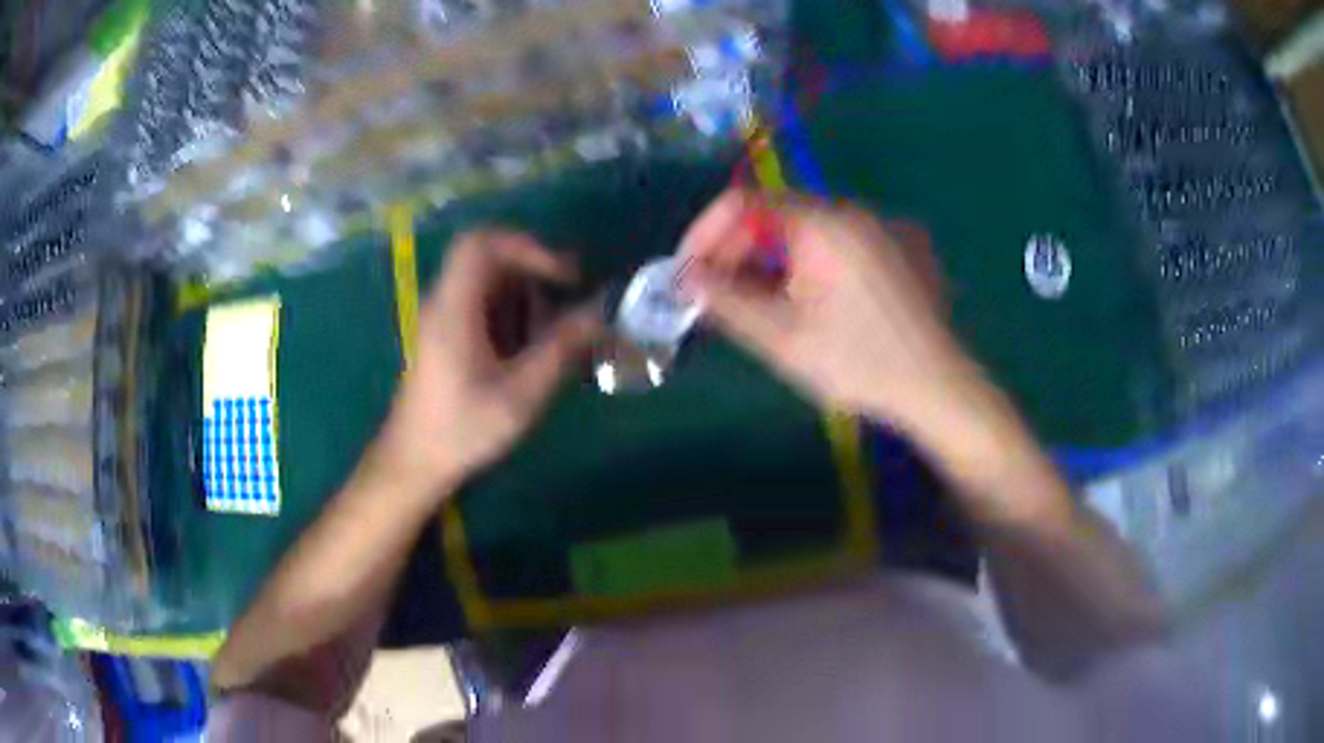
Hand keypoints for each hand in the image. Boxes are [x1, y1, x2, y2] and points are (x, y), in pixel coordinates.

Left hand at [374, 231, 600, 500]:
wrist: (414, 463)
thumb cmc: (463, 430)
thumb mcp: (520, 395)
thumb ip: (561, 349)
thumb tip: (601, 312)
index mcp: (454, 308)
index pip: (482, 244)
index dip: (527, 246)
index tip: (565, 276)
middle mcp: (445, 302)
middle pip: (488, 257)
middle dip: (534, 270)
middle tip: (571, 294)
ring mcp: (444, 318)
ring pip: (489, 280)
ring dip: (526, 293)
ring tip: (554, 329)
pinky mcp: (448, 335)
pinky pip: (484, 304)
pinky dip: (514, 312)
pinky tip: (531, 347)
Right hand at [681, 189, 984, 436]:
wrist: (939, 388)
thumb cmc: (858, 363)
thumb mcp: (782, 337)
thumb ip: (726, 300)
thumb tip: (685, 278)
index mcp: (824, 224)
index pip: (745, 203)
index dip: (706, 234)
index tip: (688, 274)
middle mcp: (853, 212)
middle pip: (776, 215)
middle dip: (738, 252)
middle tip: (718, 296)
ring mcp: (881, 229)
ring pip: (806, 232)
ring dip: (771, 261)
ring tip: (758, 305)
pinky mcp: (900, 249)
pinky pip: (838, 244)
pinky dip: (808, 265)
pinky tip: (808, 303)